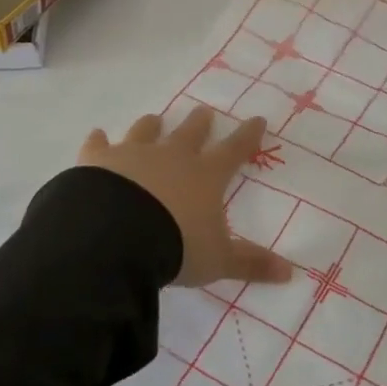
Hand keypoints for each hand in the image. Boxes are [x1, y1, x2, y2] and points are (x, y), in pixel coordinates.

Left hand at [80, 108, 293, 289]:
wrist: (116, 238)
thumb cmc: (175, 247)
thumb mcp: (218, 261)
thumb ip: (251, 264)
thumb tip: (290, 273)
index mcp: (205, 176)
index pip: (234, 150)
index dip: (248, 136)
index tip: (258, 119)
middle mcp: (171, 157)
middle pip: (189, 132)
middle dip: (199, 122)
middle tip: (204, 112)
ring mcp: (133, 154)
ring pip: (145, 131)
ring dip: (151, 125)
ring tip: (154, 119)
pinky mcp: (98, 160)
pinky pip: (98, 144)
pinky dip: (99, 140)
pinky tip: (96, 135)